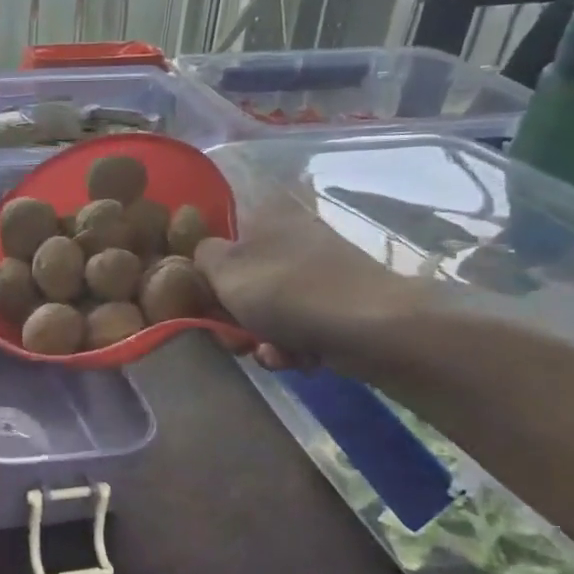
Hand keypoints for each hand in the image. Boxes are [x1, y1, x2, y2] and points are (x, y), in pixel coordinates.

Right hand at [195, 191, 429, 375]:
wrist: (374, 329)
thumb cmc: (289, 292)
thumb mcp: (225, 270)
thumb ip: (201, 257)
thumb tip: (204, 256)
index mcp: (265, 215)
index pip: (219, 232)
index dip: (203, 267)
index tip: (198, 296)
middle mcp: (291, 236)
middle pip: (241, 277)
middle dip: (232, 314)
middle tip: (231, 335)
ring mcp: (317, 270)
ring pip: (267, 307)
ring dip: (260, 336)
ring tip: (270, 352)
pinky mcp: (337, 303)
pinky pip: (297, 325)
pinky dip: (291, 345)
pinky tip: (296, 358)